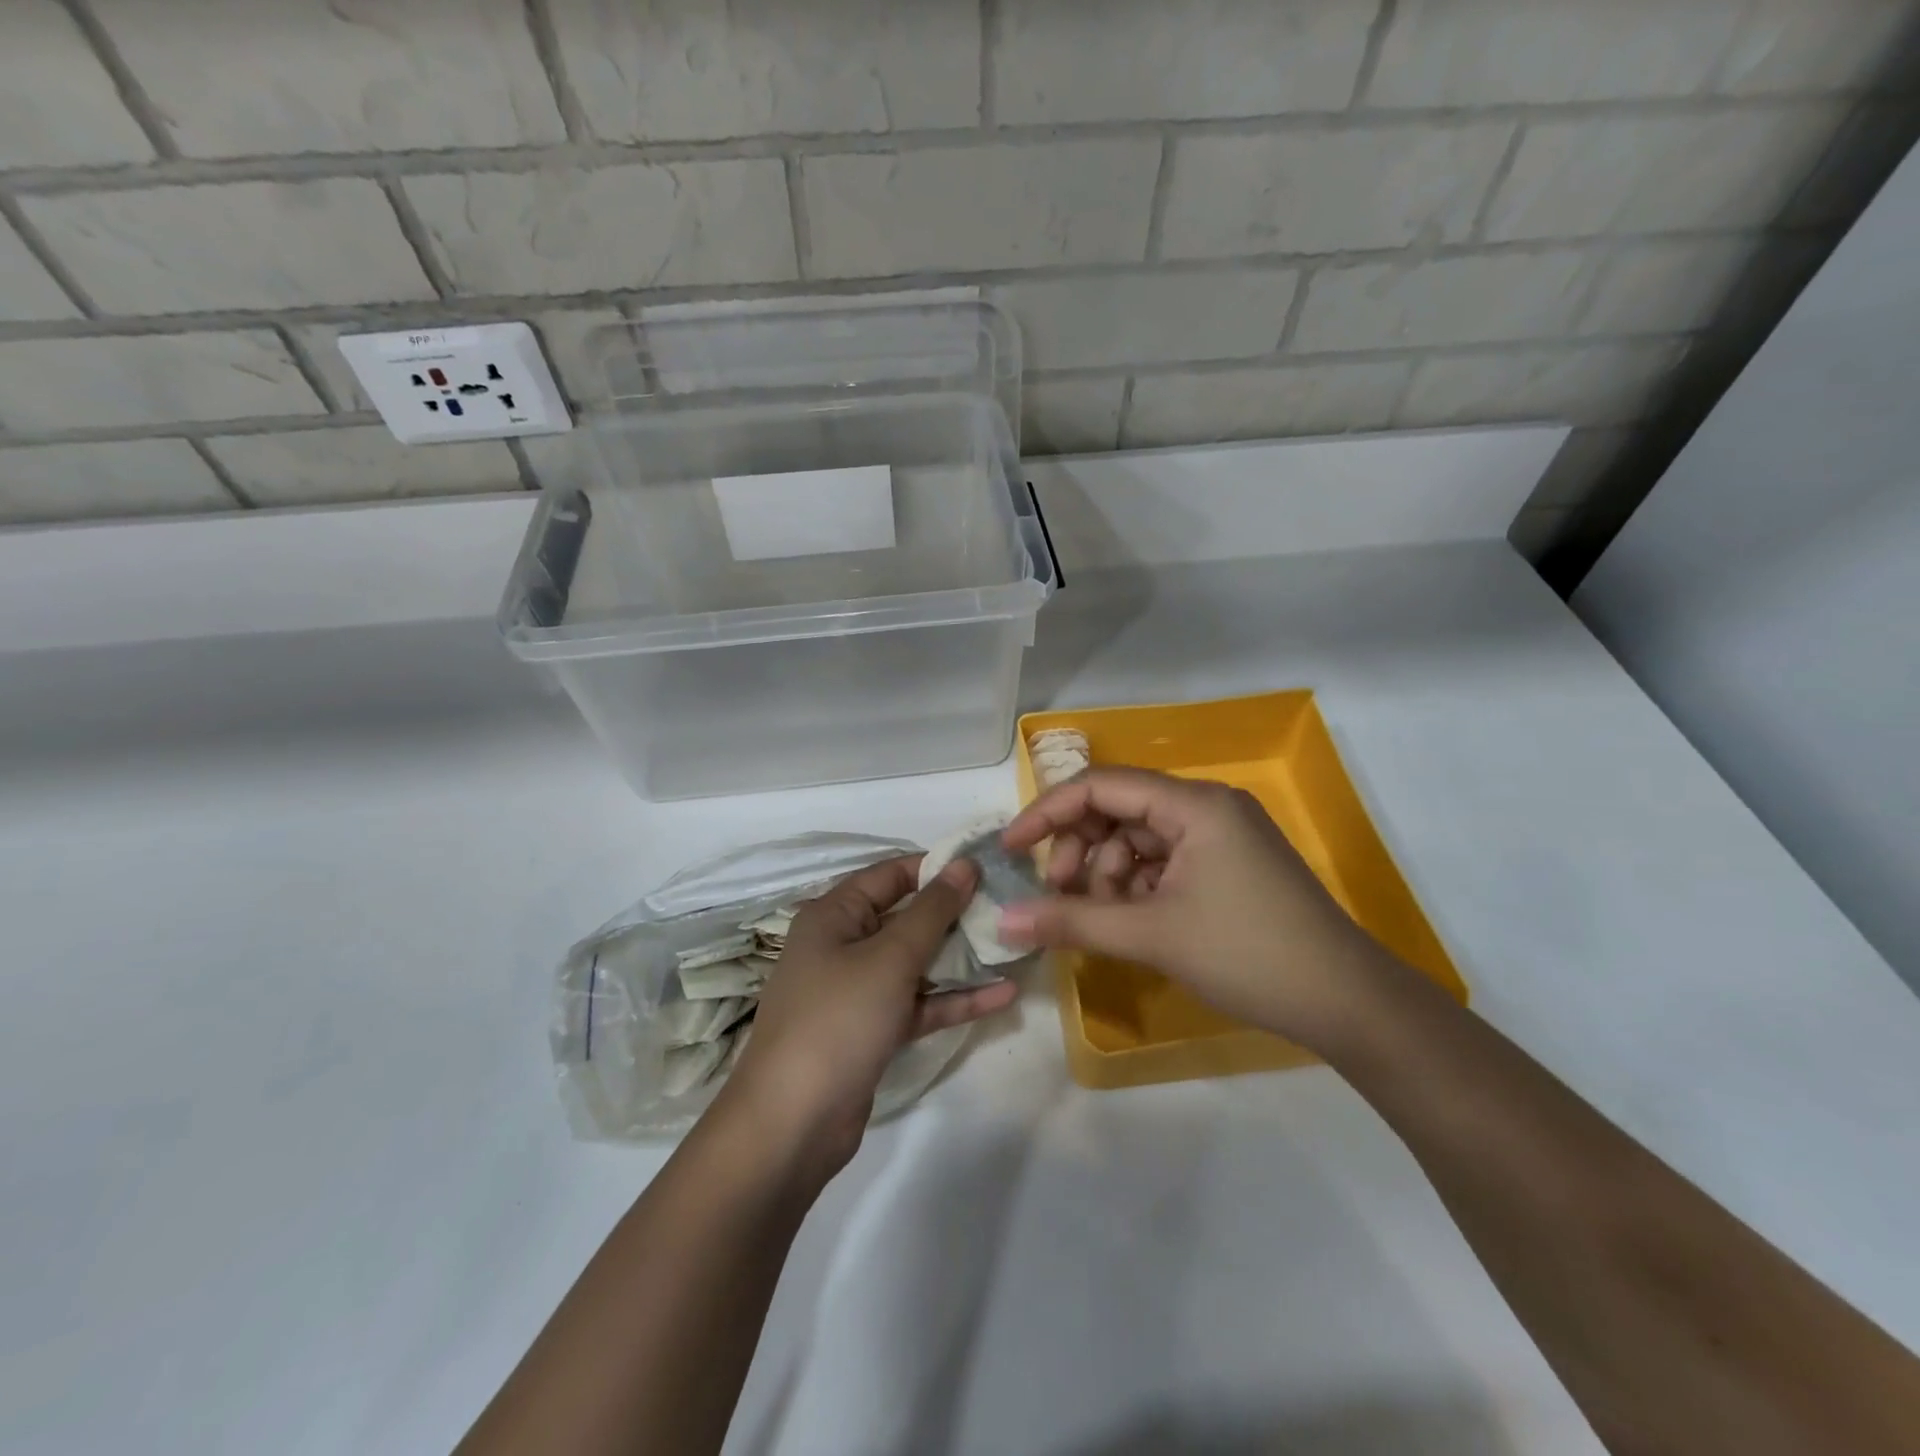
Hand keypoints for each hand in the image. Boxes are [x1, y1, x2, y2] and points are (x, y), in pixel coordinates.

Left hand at [720, 855, 1018, 1177]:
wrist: (793, 1124)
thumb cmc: (838, 1019)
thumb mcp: (890, 958)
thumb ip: (932, 910)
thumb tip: (964, 864)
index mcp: (834, 914)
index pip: (891, 874)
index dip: (937, 866)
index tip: (987, 864)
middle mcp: (842, 945)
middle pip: (906, 917)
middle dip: (955, 913)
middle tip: (1008, 904)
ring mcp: (857, 990)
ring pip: (916, 963)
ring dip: (960, 957)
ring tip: (1013, 944)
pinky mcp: (873, 1030)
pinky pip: (918, 1003)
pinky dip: (954, 999)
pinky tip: (1003, 995)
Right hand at [998, 768, 1390, 1050]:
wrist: (1347, 1003)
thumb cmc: (1247, 954)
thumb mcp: (1152, 935)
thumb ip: (1072, 922)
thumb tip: (1004, 921)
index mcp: (1193, 804)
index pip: (1101, 786)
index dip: (1048, 813)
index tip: (1011, 849)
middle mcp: (1206, 807)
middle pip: (1118, 811)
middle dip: (1081, 852)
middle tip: (1060, 897)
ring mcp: (1221, 836)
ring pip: (1138, 841)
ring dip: (1107, 876)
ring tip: (1100, 920)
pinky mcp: (1228, 866)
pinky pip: (1163, 863)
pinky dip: (1137, 888)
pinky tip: (1132, 923)